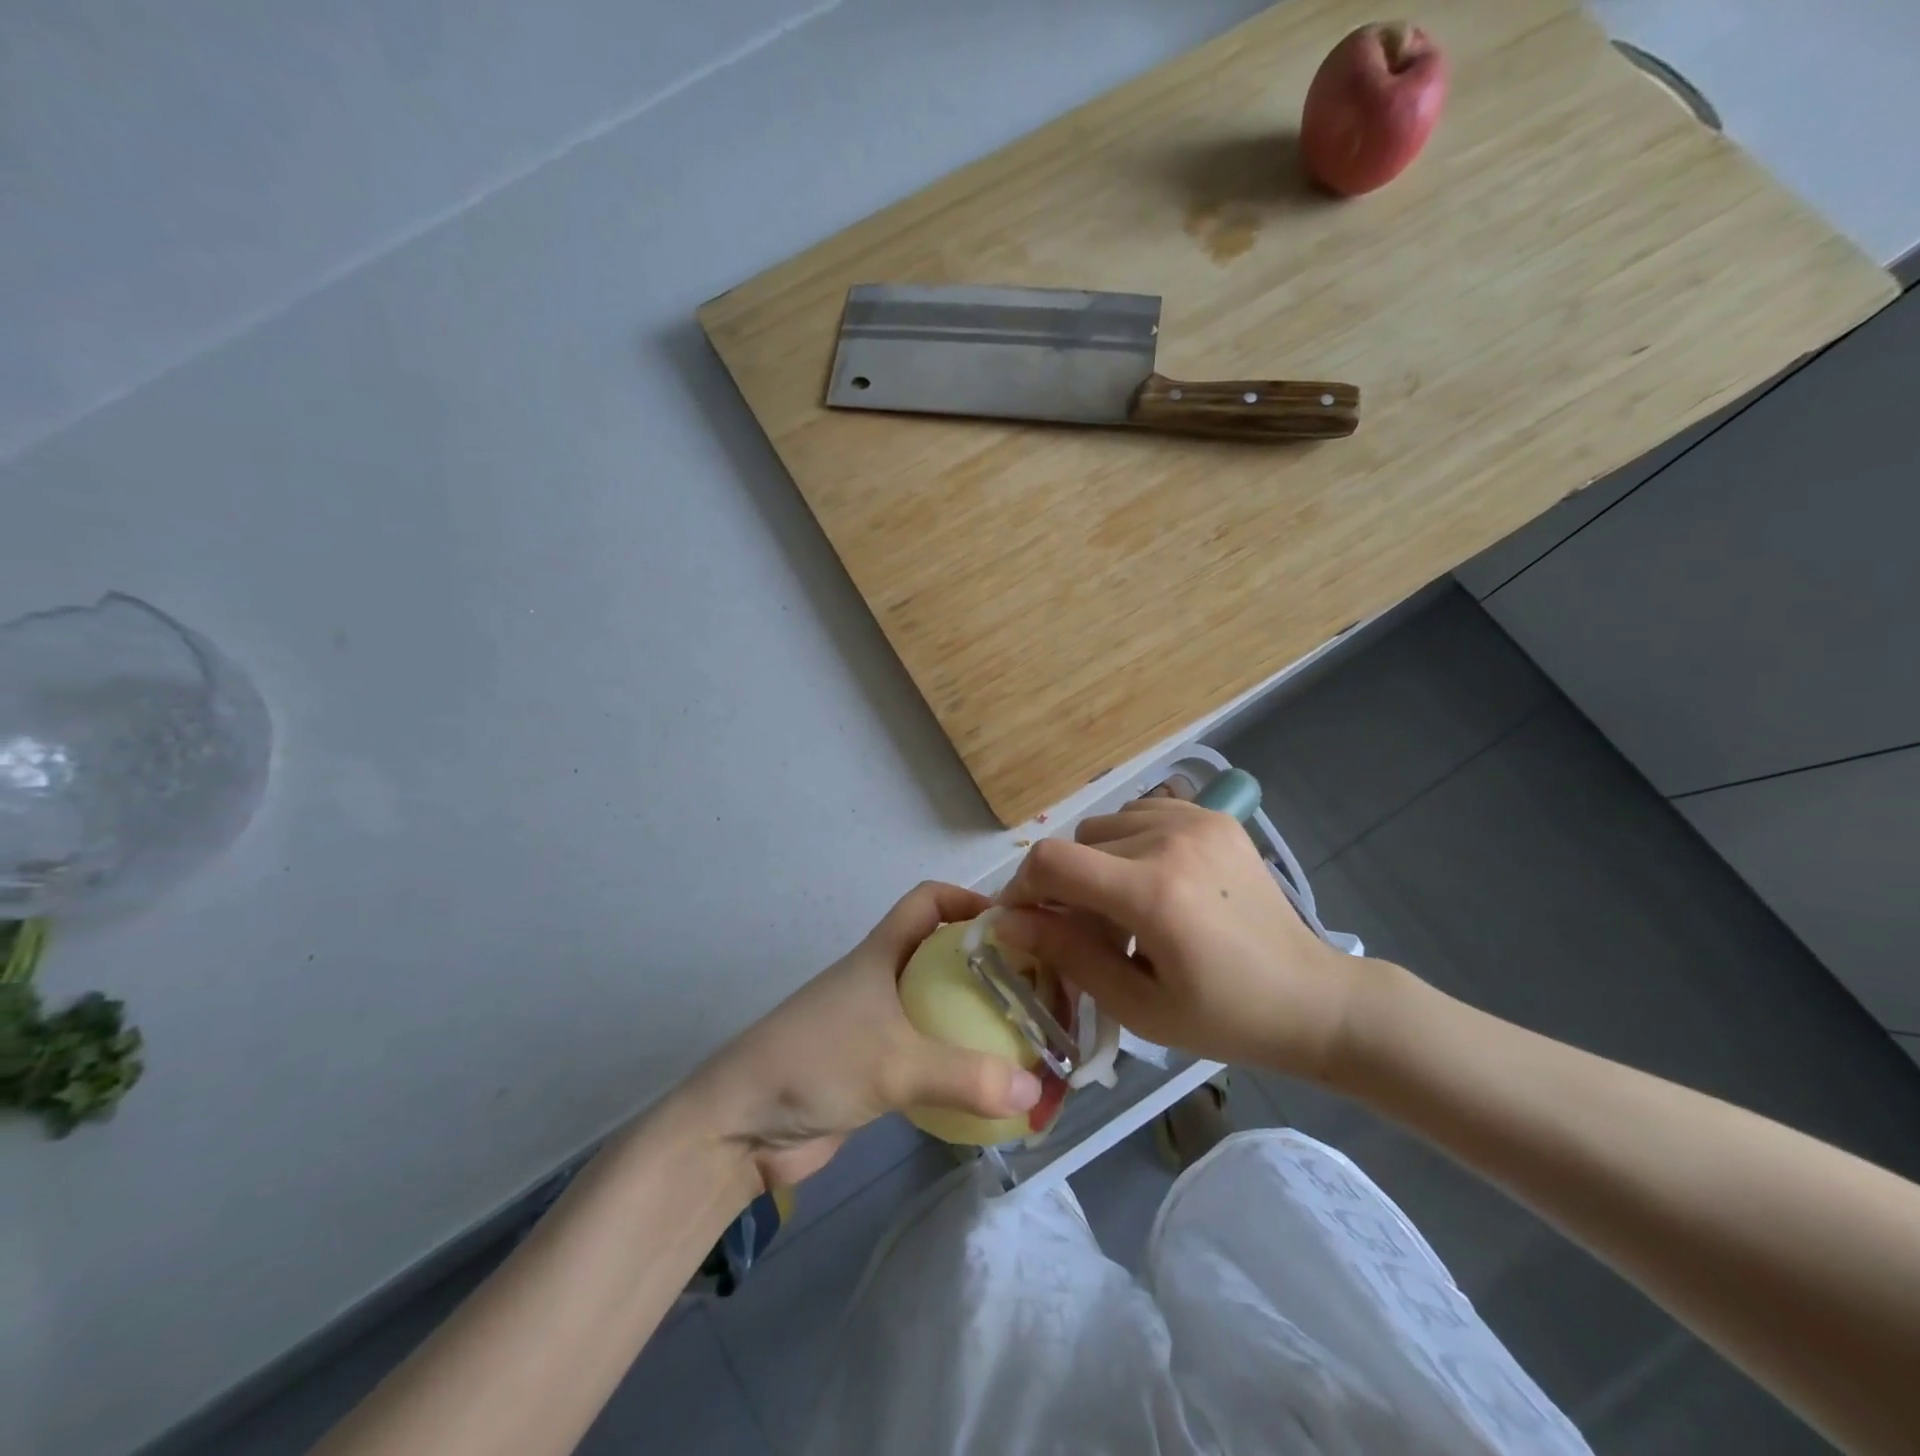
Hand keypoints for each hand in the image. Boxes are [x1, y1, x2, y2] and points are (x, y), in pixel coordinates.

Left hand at [685, 882, 1044, 1188]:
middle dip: (987, 966)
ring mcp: (877, 1024)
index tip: (1016, 924)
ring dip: (976, 1018)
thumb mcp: (895, 1063)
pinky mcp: (875, 1068)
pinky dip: (958, 1061)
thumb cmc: (816, 1063)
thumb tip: (1035, 1092)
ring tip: (1027, 1038)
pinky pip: (929, 1053)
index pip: (928, 900)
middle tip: (1038, 991)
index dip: (969, 900)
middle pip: (943, 954)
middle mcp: (883, 979)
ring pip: (939, 1005)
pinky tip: (989, 1083)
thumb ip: (966, 1076)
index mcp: (882, 953)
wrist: (740, 1127)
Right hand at [994, 799, 1374, 1078]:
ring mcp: (1196, 821)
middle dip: (1064, 887)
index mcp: (1154, 894)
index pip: (1053, 861)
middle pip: (1077, 844)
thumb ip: (1067, 955)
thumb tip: (1005, 923)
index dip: (1022, 888)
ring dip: (1097, 863)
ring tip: (1126, 907)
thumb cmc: (1223, 1018)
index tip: (1020, 920)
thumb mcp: (1137, 1005)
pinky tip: (1154, 880)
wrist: (1312, 997)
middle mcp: (1171, 841)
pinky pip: (1141, 814)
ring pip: (1106, 825)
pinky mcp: (1214, 816)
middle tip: (1087, 931)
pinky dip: (1129, 843)